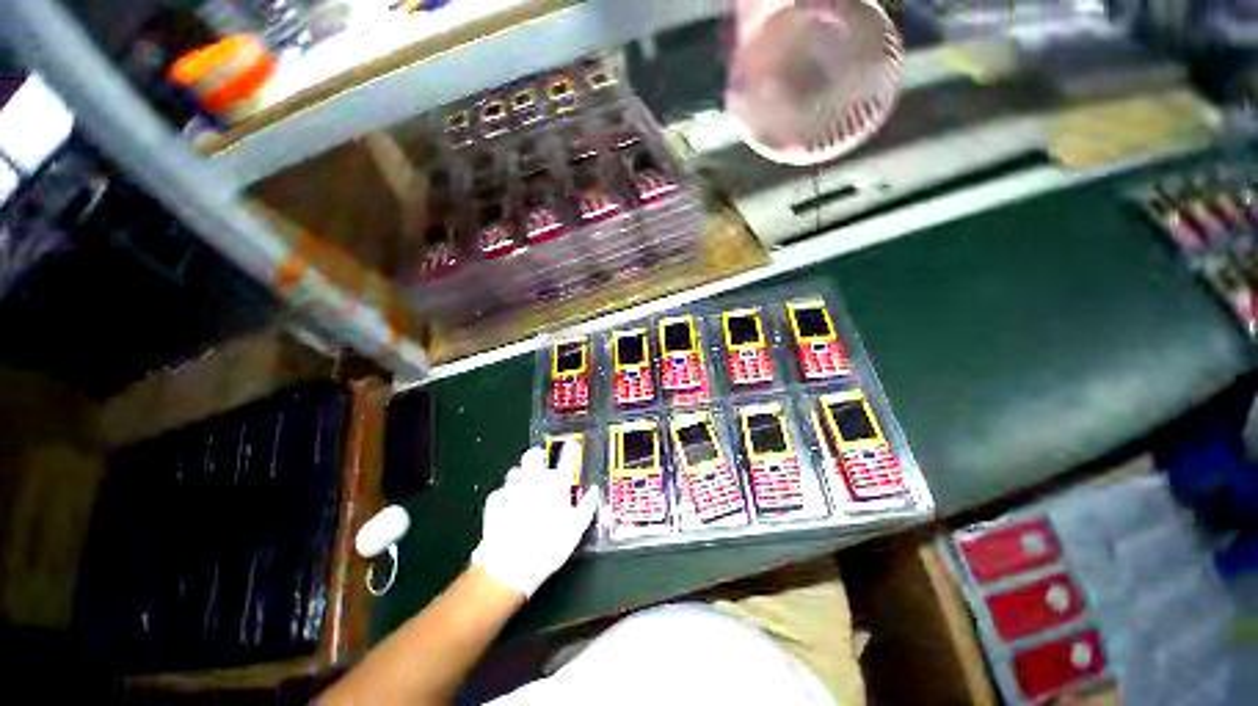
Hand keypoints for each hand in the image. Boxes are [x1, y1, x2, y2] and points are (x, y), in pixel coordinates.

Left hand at [470, 443, 598, 596]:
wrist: (508, 566)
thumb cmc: (549, 547)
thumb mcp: (576, 529)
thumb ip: (587, 506)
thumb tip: (594, 491)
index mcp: (556, 483)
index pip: (566, 457)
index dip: (569, 449)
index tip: (570, 446)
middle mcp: (534, 478)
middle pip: (533, 455)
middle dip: (536, 456)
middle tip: (540, 467)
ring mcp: (512, 486)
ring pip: (515, 471)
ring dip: (520, 477)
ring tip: (523, 492)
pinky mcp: (494, 498)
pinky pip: (502, 491)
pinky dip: (506, 497)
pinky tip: (508, 512)